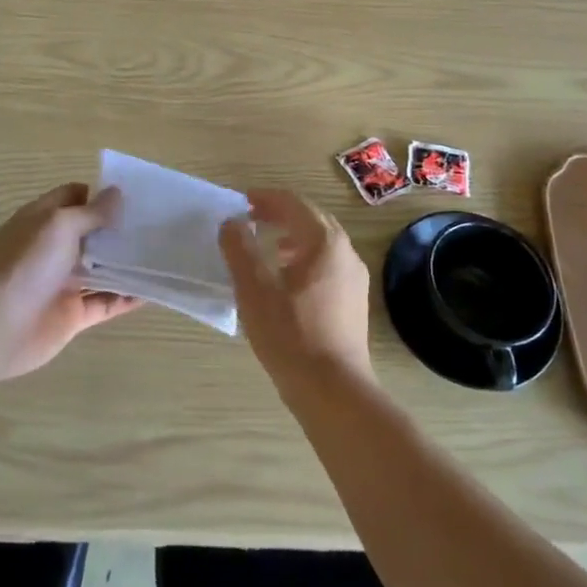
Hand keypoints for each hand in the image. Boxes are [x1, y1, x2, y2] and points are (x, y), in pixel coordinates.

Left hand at [0, 183, 143, 377]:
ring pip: (101, 270)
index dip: (100, 195)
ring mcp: (63, 283)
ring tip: (162, 256)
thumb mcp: (59, 225)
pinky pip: (105, 303)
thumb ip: (91, 212)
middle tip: (157, 224)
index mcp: (43, 221)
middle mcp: (53, 249)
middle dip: (120, 229)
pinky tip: (153, 292)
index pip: (74, 197)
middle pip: (91, 234)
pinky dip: (127, 298)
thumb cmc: (25, 264)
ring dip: (127, 264)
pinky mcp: (72, 315)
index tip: (134, 196)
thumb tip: (116, 194)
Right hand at [219, 189, 372, 393]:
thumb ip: (240, 249)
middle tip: (251, 218)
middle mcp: (346, 252)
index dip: (265, 198)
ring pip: (321, 242)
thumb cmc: (290, 335)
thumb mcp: (254, 290)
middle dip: (280, 214)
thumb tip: (231, 222)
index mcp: (324, 242)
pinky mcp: (354, 299)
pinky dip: (305, 257)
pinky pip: (328, 263)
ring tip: (266, 246)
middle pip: (311, 218)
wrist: (333, 389)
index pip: (293, 204)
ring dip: (292, 236)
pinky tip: (286, 279)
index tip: (241, 201)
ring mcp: (354, 277)